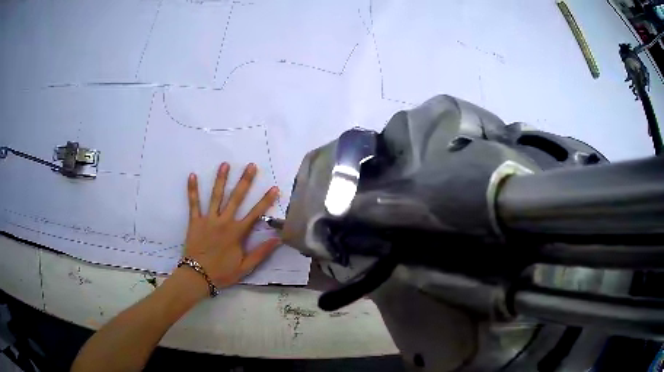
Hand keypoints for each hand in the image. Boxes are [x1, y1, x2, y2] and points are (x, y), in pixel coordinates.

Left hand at [182, 162, 280, 289]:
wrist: (197, 276)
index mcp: (237, 233)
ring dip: (221, 179)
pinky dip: (192, 189)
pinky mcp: (195, 221)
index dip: (266, 200)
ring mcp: (208, 220)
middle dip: (245, 181)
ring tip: (225, 164)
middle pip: (236, 198)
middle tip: (251, 166)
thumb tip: (278, 239)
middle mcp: (224, 222)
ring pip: (216, 196)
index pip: (255, 213)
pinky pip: (193, 203)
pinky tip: (192, 175)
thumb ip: (261, 252)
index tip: (274, 188)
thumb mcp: (245, 267)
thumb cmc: (222, 272)